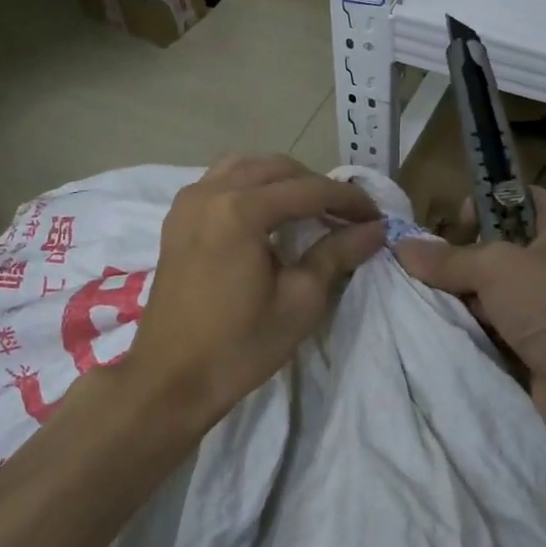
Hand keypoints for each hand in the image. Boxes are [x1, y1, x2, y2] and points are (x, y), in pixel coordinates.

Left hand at [124, 155, 384, 434]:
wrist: (169, 379)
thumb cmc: (239, 346)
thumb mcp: (300, 301)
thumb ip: (337, 254)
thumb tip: (375, 229)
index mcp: (240, 211)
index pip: (309, 189)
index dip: (348, 200)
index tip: (376, 217)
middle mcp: (211, 192)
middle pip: (277, 169)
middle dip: (317, 187)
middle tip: (346, 217)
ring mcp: (189, 202)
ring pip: (247, 167)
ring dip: (283, 181)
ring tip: (310, 211)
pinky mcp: (177, 218)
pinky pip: (221, 181)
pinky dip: (251, 186)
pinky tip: (268, 214)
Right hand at [393, 187, 545, 450]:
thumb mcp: (496, 269)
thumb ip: (449, 258)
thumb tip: (403, 247)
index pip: (517, 199)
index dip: (482, 207)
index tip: (452, 230)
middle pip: (504, 248)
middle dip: (466, 261)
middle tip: (432, 275)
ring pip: (501, 291)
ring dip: (470, 300)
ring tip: (435, 306)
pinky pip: (506, 327)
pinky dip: (483, 330)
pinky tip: (453, 333)